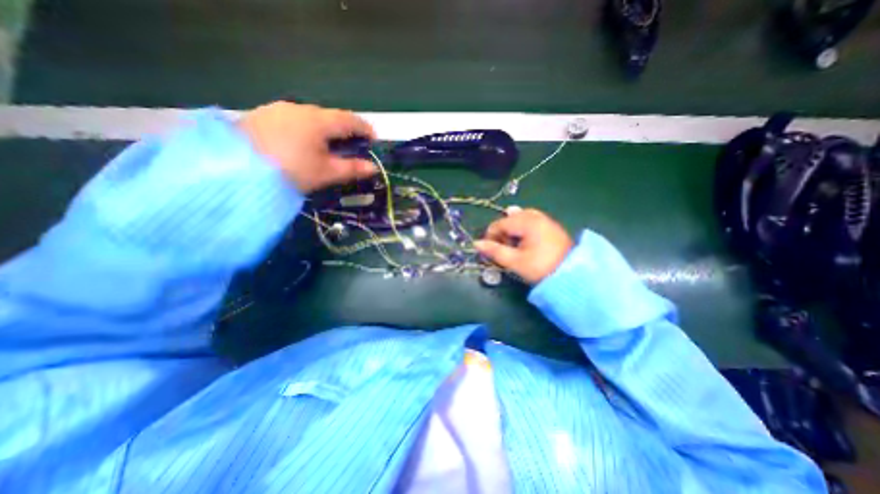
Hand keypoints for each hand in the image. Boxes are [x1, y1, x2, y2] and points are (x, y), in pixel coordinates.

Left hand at [240, 100, 375, 189]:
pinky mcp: (262, 115)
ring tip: (326, 146)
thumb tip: (373, 168)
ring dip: (323, 129)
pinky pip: (292, 119)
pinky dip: (304, 129)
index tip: (374, 139)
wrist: (234, 169)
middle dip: (344, 129)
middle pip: (330, 116)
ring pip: (310, 117)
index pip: (350, 119)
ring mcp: (279, 109)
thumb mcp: (325, 173)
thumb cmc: (291, 171)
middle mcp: (300, 108)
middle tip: (350, 146)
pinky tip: (300, 143)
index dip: (365, 128)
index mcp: (319, 121)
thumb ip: (352, 168)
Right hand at [471, 209, 575, 282]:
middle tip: (504, 250)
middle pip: (509, 219)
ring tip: (514, 247)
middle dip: (502, 233)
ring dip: (512, 231)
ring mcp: (544, 219)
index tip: (489, 250)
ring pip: (520, 219)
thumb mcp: (515, 261)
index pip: (500, 223)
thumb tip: (476, 244)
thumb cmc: (541, 268)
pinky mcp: (550, 226)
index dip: (491, 236)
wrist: (573, 275)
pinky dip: (523, 230)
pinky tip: (525, 242)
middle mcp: (536, 216)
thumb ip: (494, 251)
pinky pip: (530, 221)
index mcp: (527, 222)